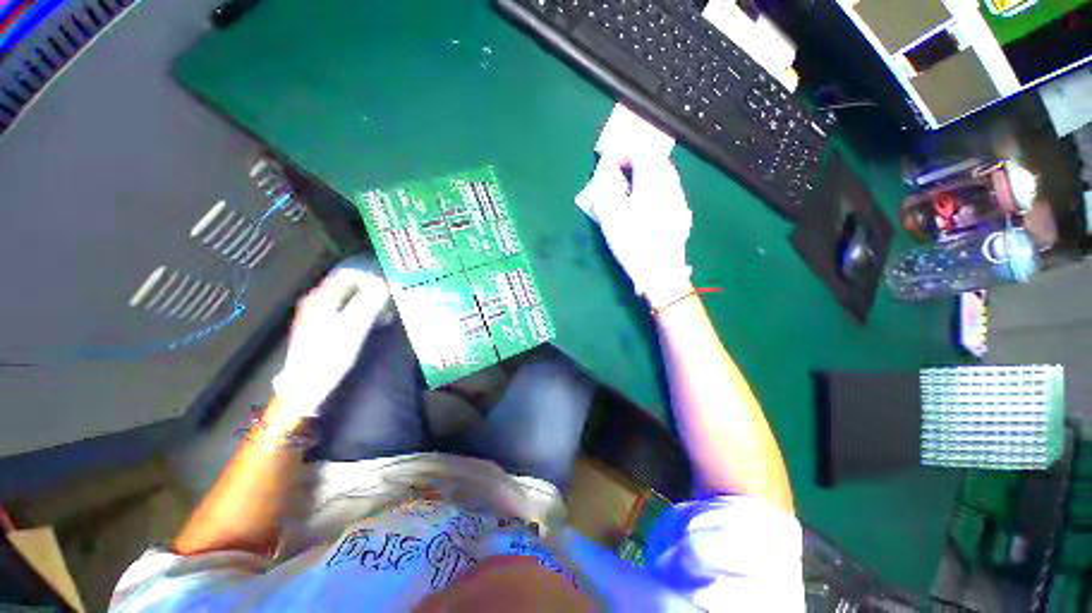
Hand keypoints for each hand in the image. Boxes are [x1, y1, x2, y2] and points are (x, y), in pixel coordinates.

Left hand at [272, 256, 389, 416]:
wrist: (306, 386)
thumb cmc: (330, 354)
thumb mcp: (354, 327)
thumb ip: (368, 302)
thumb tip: (383, 283)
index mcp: (322, 297)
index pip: (348, 274)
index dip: (371, 278)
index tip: (389, 290)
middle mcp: (316, 301)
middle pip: (347, 285)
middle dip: (371, 290)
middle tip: (389, 302)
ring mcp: (316, 314)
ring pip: (347, 298)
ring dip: (368, 302)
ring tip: (384, 314)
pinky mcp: (319, 327)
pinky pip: (344, 310)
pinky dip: (360, 312)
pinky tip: (370, 324)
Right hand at [575, 157, 691, 304]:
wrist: (661, 273)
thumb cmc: (633, 242)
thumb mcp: (611, 213)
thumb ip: (606, 185)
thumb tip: (606, 167)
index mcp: (653, 180)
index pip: (640, 150)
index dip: (622, 151)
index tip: (608, 161)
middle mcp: (671, 185)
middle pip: (655, 161)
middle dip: (634, 162)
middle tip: (617, 176)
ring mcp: (679, 201)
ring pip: (663, 177)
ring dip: (644, 177)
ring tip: (628, 193)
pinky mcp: (681, 216)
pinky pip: (667, 193)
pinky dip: (653, 192)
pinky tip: (644, 210)